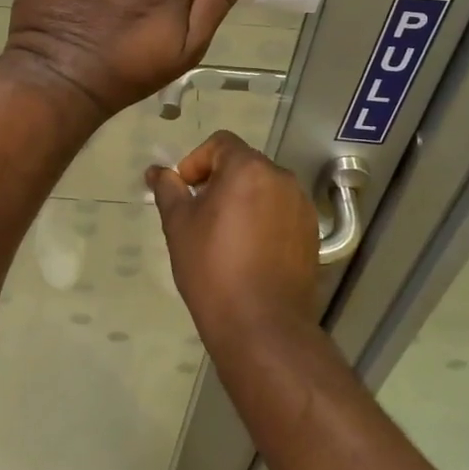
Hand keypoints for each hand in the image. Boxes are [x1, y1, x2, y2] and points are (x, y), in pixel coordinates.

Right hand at [145, 131, 319, 355]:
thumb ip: (168, 189)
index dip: (196, 161)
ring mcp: (301, 206)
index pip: (221, 143)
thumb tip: (156, 171)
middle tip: (199, 215)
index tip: (184, 191)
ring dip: (243, 200)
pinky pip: (282, 212)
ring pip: (265, 189)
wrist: (262, 326)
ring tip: (224, 236)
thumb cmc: (212, 268)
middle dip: (219, 181)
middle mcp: (281, 178)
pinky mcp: (312, 234)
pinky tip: (249, 252)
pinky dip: (264, 220)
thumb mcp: (179, 225)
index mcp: (249, 168)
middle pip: (245, 164)